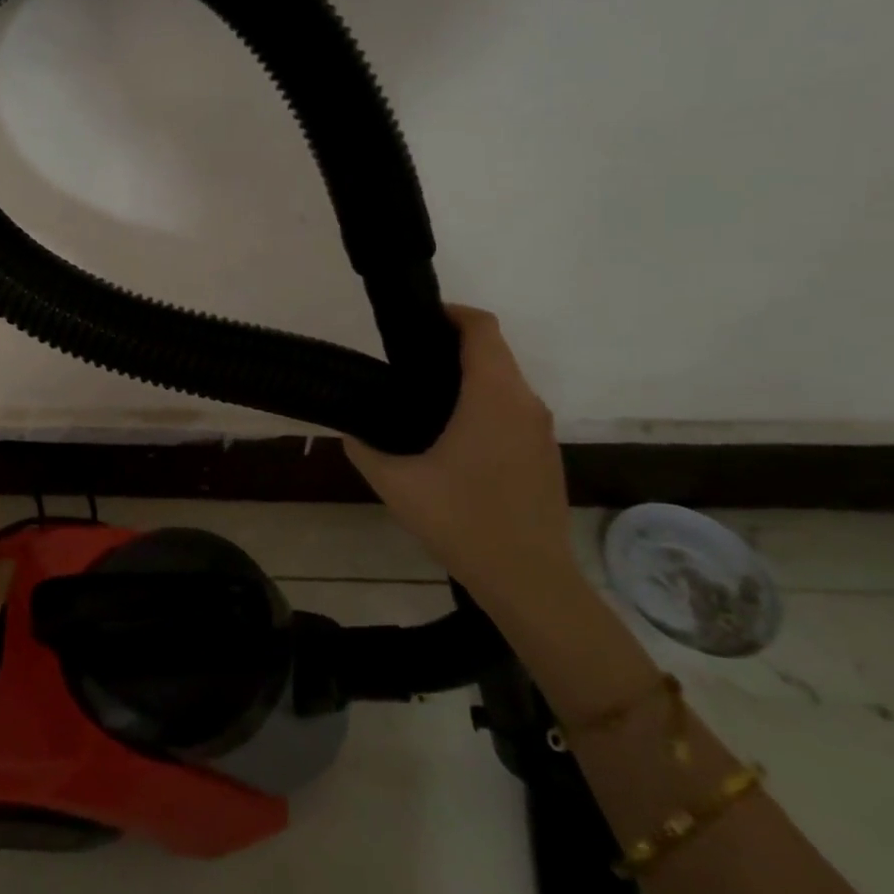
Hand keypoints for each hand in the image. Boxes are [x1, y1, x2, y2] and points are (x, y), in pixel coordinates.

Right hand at [347, 305, 580, 613]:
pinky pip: (513, 409)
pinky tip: (452, 438)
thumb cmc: (462, 521)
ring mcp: (541, 429)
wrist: (529, 579)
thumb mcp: (396, 483)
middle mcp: (525, 403)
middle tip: (405, 362)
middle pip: (493, 351)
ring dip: (469, 376)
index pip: (482, 329)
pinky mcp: (544, 453)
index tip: (416, 321)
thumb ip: (364, 448)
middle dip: (452, 345)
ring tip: (422, 399)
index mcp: (493, 397)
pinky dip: (484, 403)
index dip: (450, 313)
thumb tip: (349, 429)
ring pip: (505, 381)